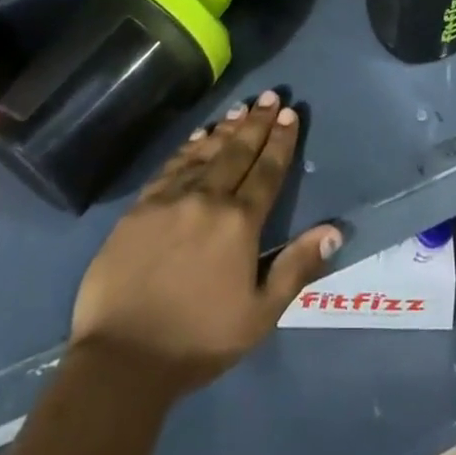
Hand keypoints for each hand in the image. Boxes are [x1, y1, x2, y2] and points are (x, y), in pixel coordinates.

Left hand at [69, 91, 341, 395]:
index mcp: (240, 223)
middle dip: (257, 123)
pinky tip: (198, 137)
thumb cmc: (198, 341)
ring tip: (241, 108)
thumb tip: (334, 230)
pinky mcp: (140, 207)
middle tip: (271, 96)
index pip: (267, 171)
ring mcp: (170, 199)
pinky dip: (189, 148)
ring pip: (205, 153)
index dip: (281, 142)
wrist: (121, 357)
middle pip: (237, 152)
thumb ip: (296, 267)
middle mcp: (208, 199)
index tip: (290, 114)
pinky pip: (171, 166)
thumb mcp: (260, 315)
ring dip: (225, 129)